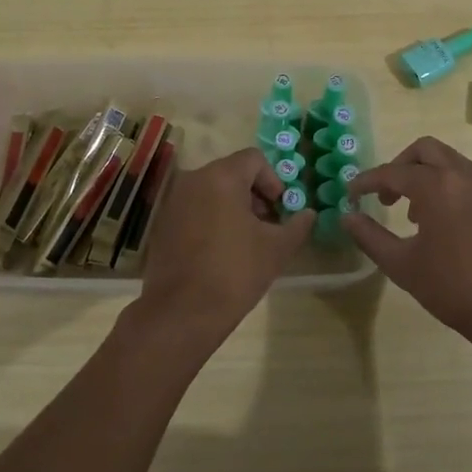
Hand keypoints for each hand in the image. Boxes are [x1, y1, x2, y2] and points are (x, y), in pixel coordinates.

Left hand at [131, 147, 316, 347]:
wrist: (182, 312)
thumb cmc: (235, 272)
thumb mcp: (277, 249)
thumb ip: (297, 225)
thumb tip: (308, 214)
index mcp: (221, 177)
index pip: (254, 159)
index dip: (274, 181)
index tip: (280, 210)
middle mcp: (193, 179)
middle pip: (232, 173)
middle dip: (255, 195)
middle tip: (268, 226)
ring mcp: (174, 201)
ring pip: (212, 190)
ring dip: (234, 207)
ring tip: (246, 241)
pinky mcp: (163, 223)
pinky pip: (195, 208)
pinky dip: (212, 218)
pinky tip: (221, 251)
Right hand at [345, 136, 471, 341]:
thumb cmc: (455, 291)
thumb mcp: (402, 266)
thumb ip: (370, 237)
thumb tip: (348, 216)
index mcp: (438, 187)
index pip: (392, 172)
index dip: (367, 181)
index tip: (353, 193)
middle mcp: (468, 177)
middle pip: (427, 150)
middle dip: (402, 166)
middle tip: (390, 197)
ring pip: (457, 166)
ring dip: (433, 181)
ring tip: (423, 218)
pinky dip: (461, 197)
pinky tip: (460, 232)